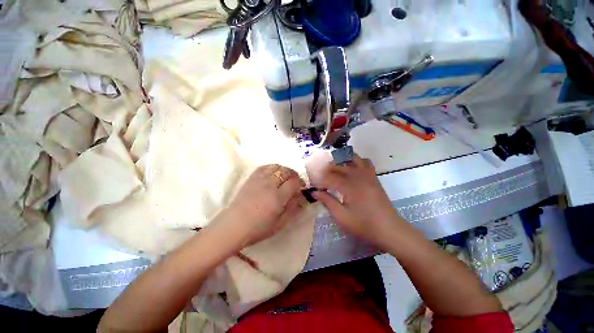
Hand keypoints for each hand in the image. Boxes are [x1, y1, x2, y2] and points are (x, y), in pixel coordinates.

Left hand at [223, 164, 305, 246]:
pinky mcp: (251, 178)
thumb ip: (292, 208)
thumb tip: (300, 196)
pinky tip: (272, 174)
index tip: (301, 186)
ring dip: (283, 170)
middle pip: (286, 171)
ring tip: (284, 177)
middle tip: (294, 181)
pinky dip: (272, 167)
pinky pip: (264, 166)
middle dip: (294, 174)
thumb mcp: (280, 223)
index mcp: (278, 197)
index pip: (294, 182)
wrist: (234, 226)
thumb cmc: (258, 228)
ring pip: (276, 166)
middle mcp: (269, 185)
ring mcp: (259, 179)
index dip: (300, 182)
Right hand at [312, 155, 402, 247]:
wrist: (390, 229)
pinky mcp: (374, 178)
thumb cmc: (364, 225)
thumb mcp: (342, 216)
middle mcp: (358, 176)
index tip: (313, 185)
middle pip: (339, 165)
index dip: (319, 180)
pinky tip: (351, 168)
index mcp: (349, 186)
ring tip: (333, 168)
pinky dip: (356, 161)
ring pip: (353, 158)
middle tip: (319, 177)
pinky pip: (365, 162)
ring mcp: (368, 175)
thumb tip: (314, 192)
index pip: (329, 177)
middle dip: (326, 169)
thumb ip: (327, 201)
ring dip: (341, 160)